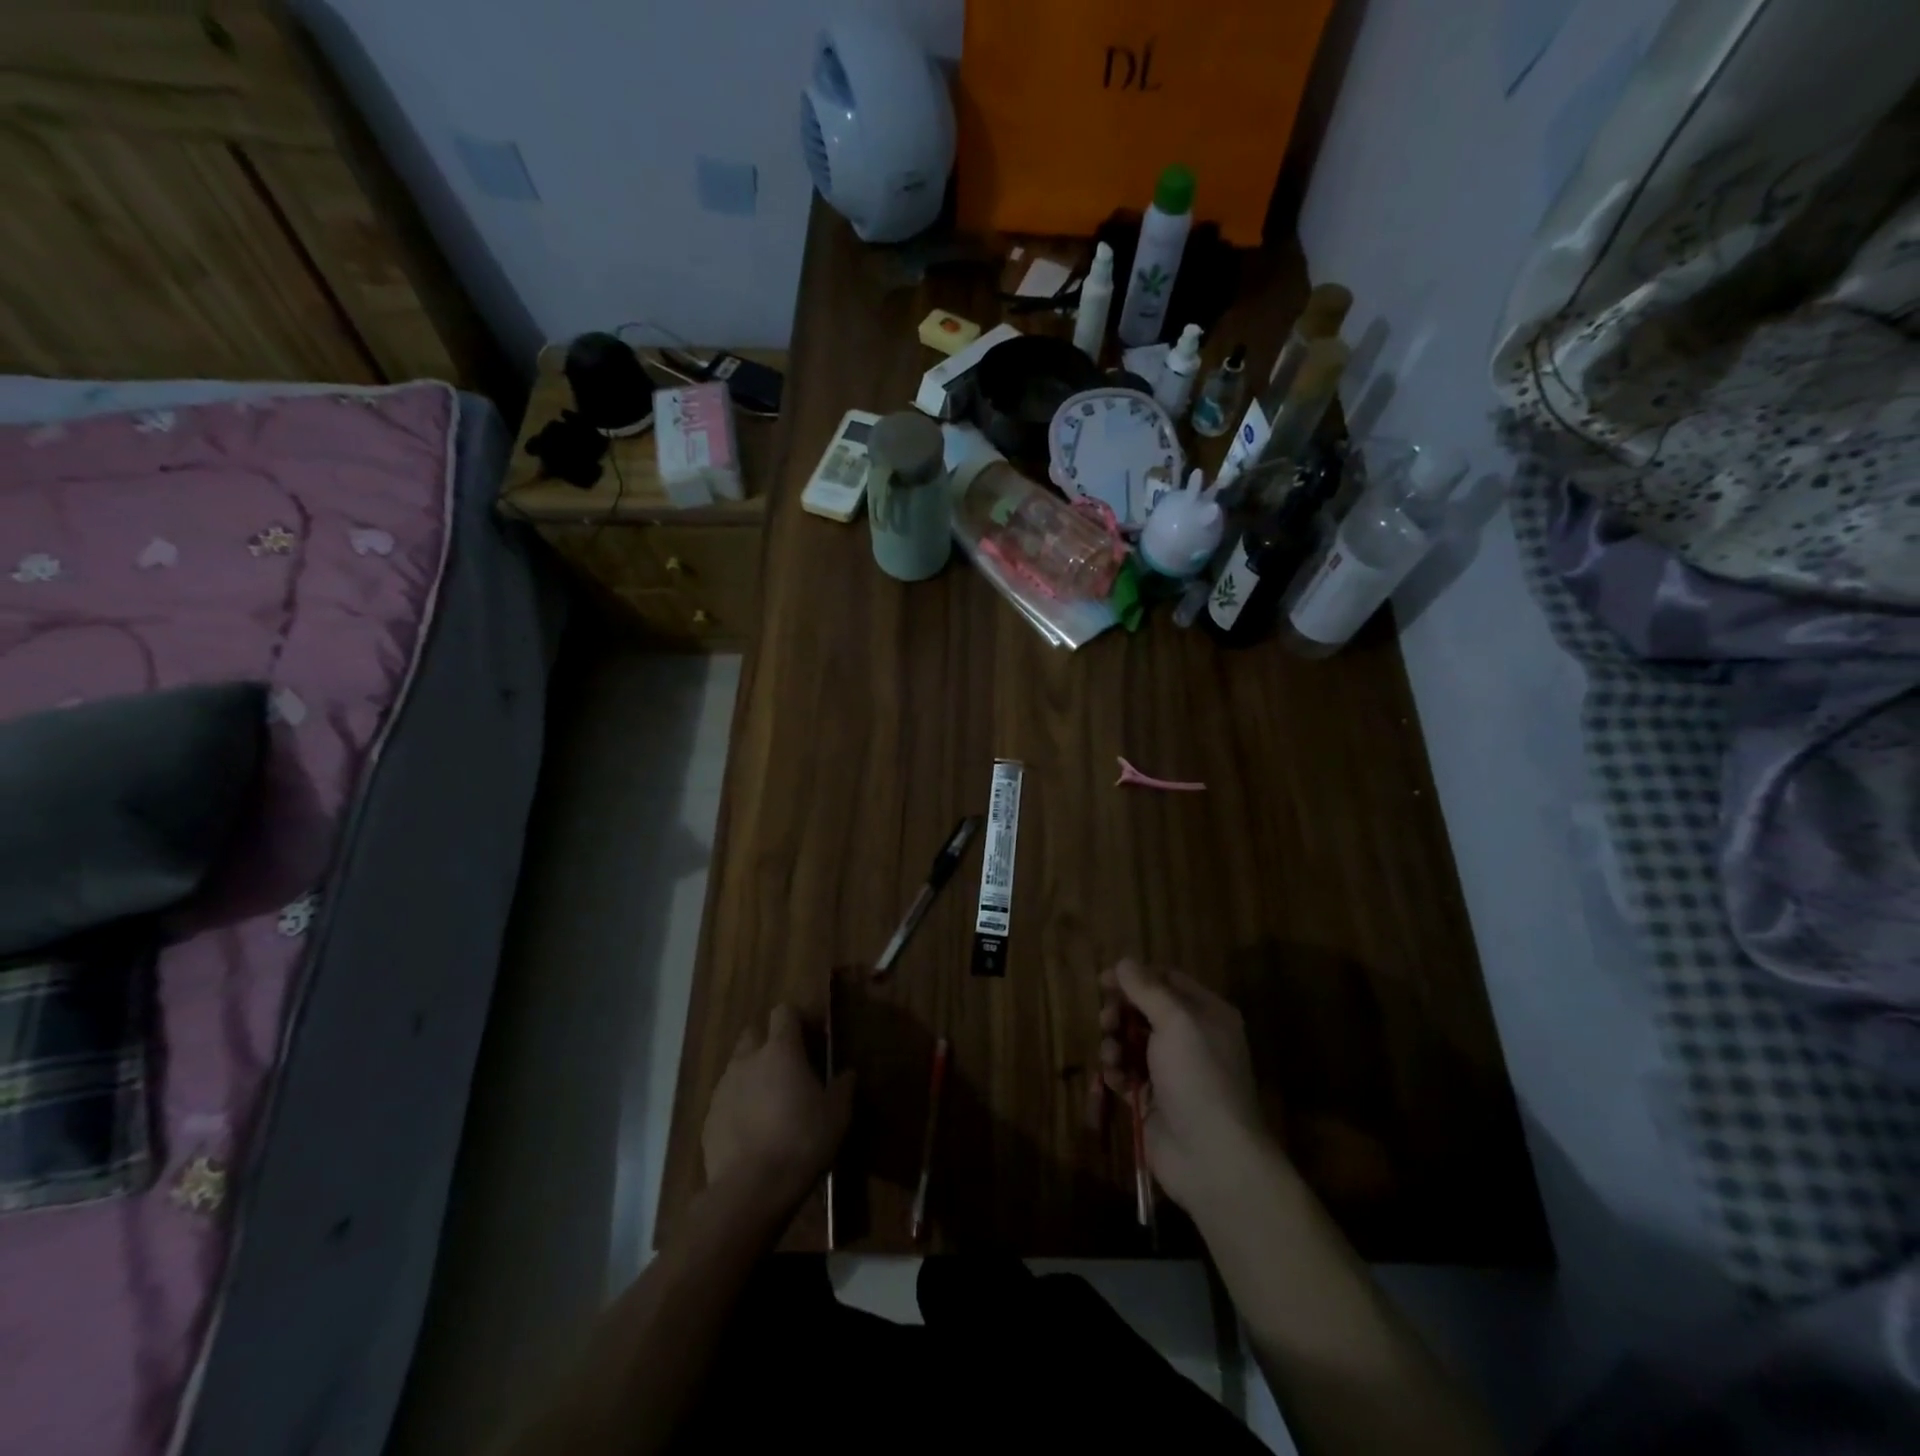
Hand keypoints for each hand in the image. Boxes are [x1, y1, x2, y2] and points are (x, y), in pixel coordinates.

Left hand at [703, 1004, 852, 1208]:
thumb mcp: (837, 1115)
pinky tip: (753, 1131)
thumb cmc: (801, 1142)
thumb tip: (847, 1074)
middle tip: (788, 1068)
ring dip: (753, 1075)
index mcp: (780, 1050)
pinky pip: (726, 1099)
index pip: (784, 1012)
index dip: (798, 1020)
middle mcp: (747, 1060)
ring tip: (770, 1103)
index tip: (812, 1037)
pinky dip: (739, 1105)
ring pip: (737, 1067)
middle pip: (754, 1034)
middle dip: (768, 1043)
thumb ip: (842, 1088)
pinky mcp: (709, 1118)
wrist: (750, 1190)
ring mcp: (723, 1088)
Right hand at [1098, 959, 1277, 1218]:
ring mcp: (1171, 1071)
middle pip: (1143, 1010)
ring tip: (1112, 1058)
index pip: (1166, 980)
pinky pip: (1126, 1074)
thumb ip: (1147, 989)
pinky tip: (1112, 1083)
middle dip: (1120, 1014)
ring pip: (1130, 1042)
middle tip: (1106, 1022)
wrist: (1212, 1159)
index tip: (1104, 981)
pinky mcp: (1153, 1100)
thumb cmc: (1198, 1078)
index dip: (1135, 978)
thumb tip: (1124, 962)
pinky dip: (1115, 1075)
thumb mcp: (1175, 1023)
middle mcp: (1190, 1038)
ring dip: (1114, 1045)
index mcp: (1206, 1014)